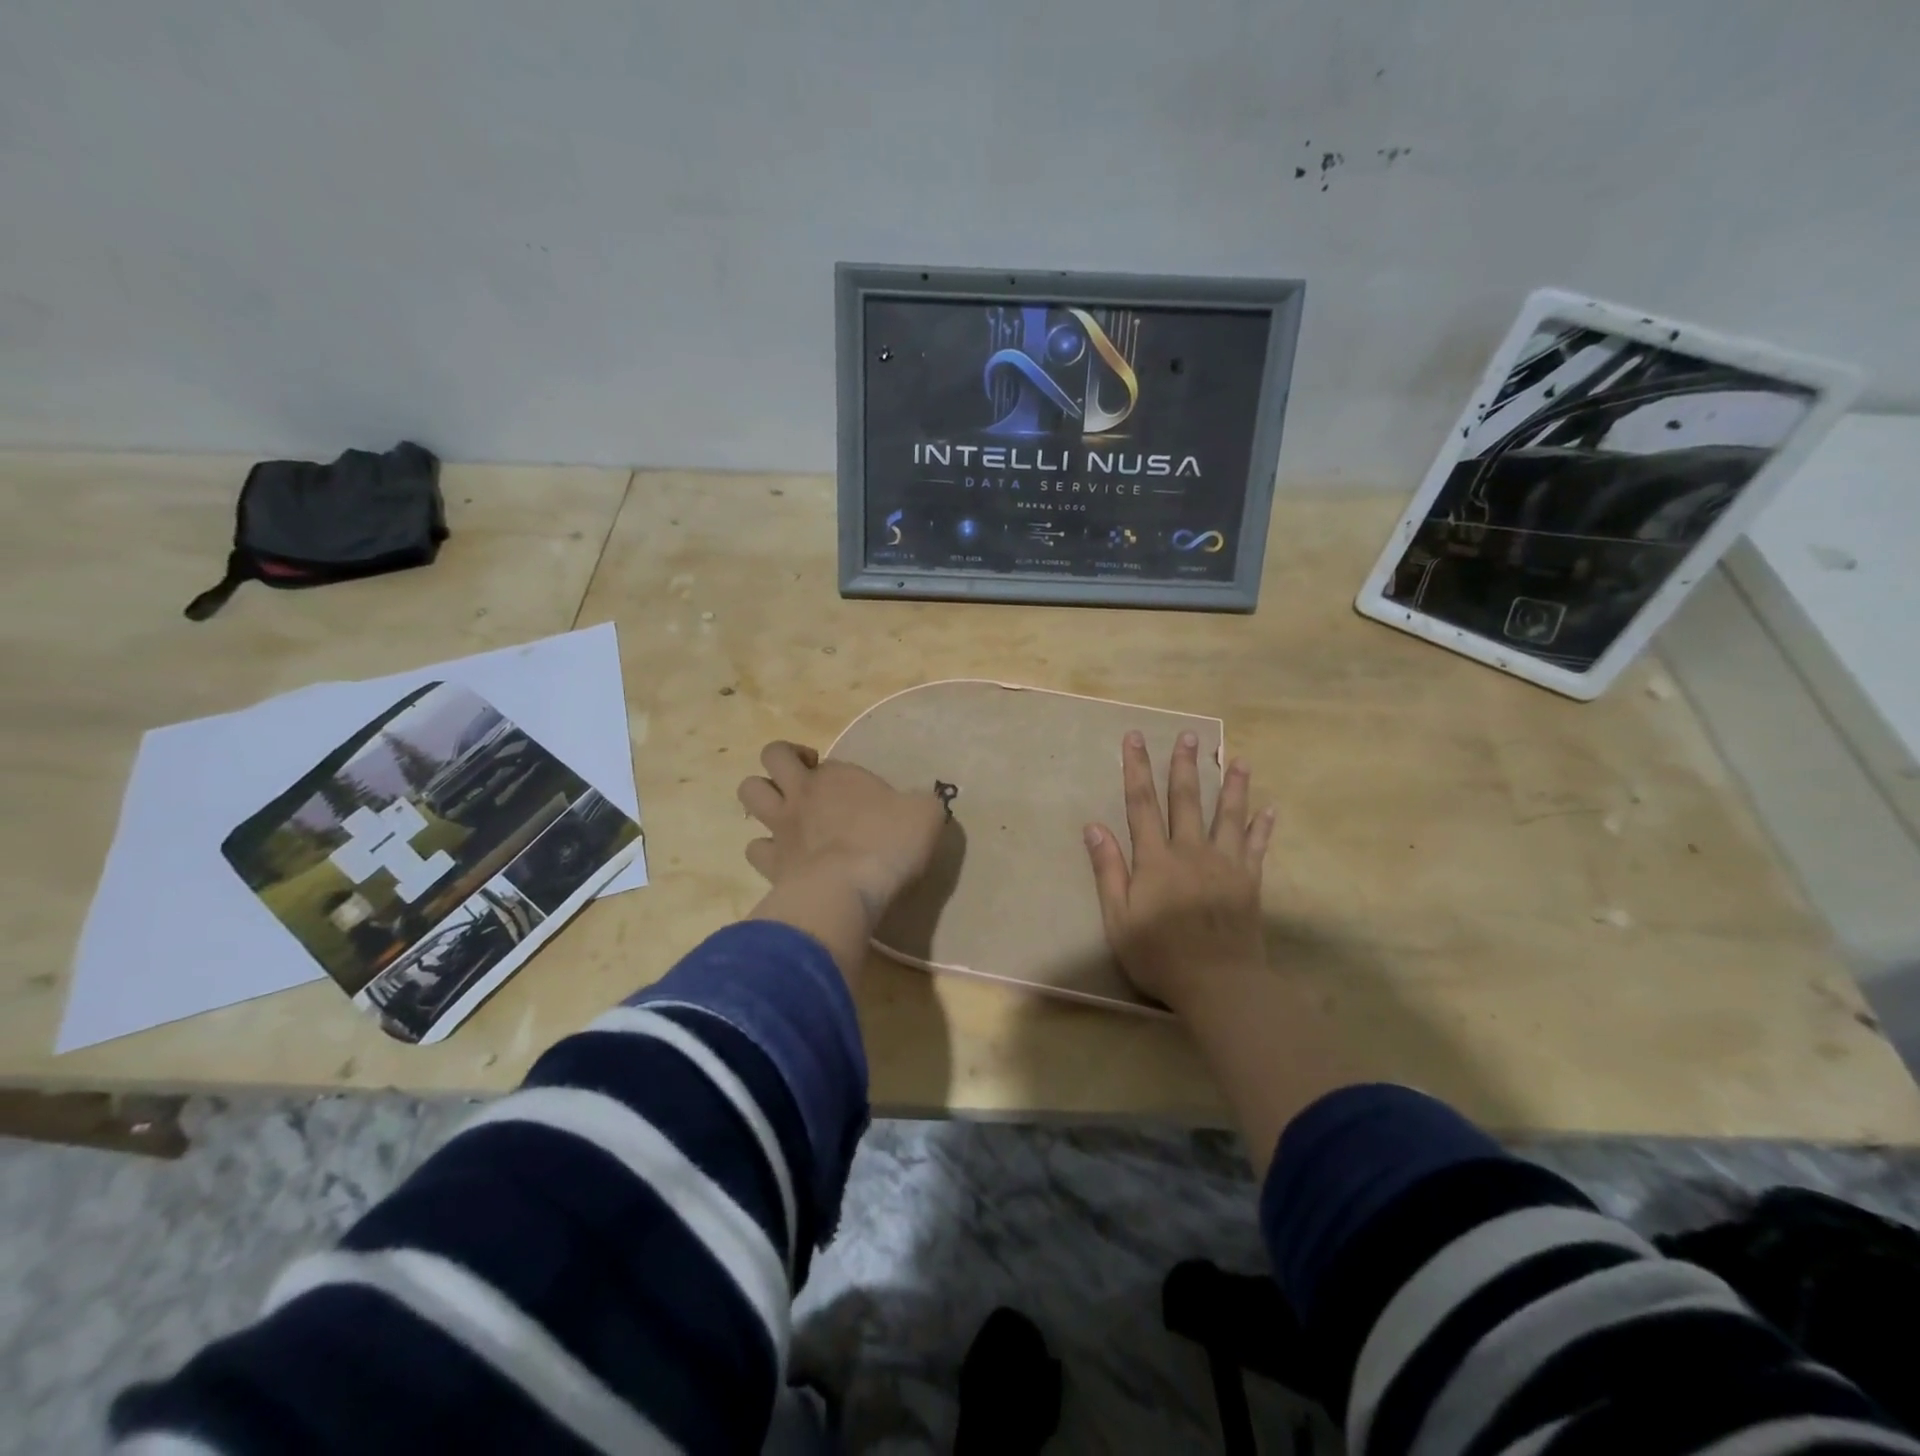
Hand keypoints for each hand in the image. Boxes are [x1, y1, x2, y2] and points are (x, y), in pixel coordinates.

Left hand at [738, 741, 947, 921]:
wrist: (847, 890)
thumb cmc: (888, 843)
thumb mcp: (925, 814)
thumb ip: (921, 802)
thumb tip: (920, 803)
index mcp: (837, 775)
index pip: (828, 761)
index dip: (838, 772)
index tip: (857, 793)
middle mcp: (802, 793)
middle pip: (773, 755)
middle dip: (785, 759)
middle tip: (806, 777)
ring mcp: (781, 827)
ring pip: (749, 791)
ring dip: (763, 795)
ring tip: (784, 811)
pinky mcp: (771, 863)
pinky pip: (754, 848)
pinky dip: (765, 850)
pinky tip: (783, 859)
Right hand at [1084, 730, 1276, 1012]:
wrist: (1219, 984)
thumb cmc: (1160, 955)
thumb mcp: (1118, 919)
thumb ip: (1109, 871)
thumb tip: (1094, 827)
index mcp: (1156, 859)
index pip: (1141, 804)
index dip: (1137, 769)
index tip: (1135, 738)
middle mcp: (1191, 851)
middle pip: (1186, 800)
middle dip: (1184, 765)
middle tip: (1189, 734)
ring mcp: (1225, 865)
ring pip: (1228, 816)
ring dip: (1233, 786)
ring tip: (1239, 760)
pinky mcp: (1249, 882)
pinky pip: (1258, 847)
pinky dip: (1264, 827)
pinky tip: (1270, 809)